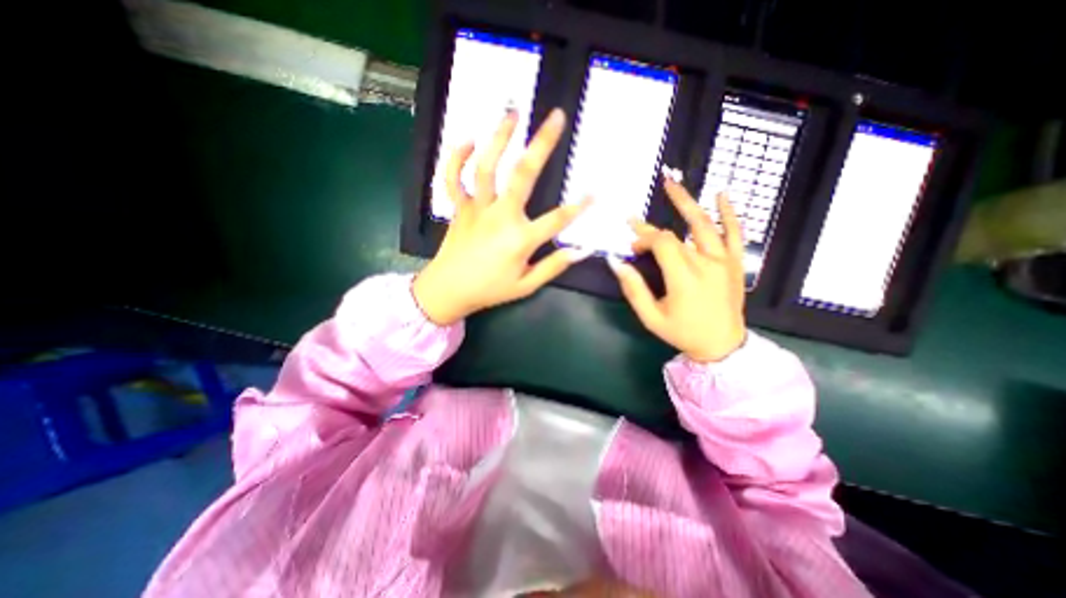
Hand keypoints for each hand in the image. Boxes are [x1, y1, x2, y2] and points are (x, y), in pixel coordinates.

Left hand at [411, 108, 591, 321]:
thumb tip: (581, 251)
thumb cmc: (490, 290)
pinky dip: (457, 157)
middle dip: (542, 144)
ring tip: (513, 113)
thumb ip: (553, 267)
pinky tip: (469, 140)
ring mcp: (476, 209)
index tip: (596, 191)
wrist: (448, 291)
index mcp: (520, 240)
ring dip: (499, 137)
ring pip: (486, 167)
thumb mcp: (526, 286)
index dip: (580, 206)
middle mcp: (500, 217)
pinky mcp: (459, 208)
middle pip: (522, 175)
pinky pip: (453, 178)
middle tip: (556, 117)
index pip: (557, 219)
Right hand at [607, 170, 748, 362]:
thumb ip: (633, 289)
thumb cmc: (683, 332)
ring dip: (686, 202)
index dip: (643, 239)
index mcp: (683, 277)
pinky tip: (722, 194)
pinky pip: (735, 233)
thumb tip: (615, 263)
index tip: (632, 247)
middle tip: (634, 218)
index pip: (661, 244)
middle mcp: (705, 263)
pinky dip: (729, 213)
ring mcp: (724, 260)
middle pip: (675, 234)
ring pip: (704, 224)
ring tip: (671, 183)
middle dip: (651, 230)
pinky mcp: (735, 262)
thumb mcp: (651, 317)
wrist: (722, 345)